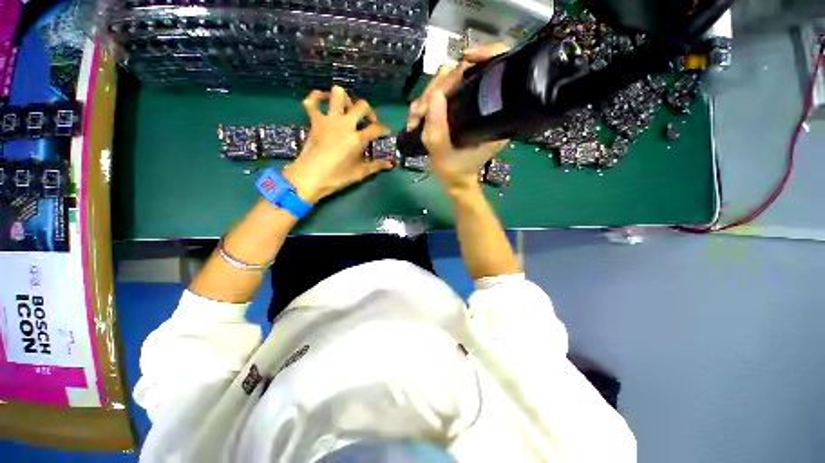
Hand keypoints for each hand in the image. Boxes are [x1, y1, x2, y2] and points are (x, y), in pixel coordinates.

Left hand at [284, 86, 392, 202]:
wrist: (310, 177)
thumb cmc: (337, 177)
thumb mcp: (360, 173)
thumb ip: (377, 166)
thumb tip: (390, 164)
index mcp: (357, 138)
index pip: (376, 128)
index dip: (384, 129)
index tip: (386, 133)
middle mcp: (345, 124)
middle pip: (362, 105)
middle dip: (369, 111)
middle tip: (368, 121)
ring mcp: (328, 120)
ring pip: (338, 94)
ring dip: (346, 99)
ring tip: (348, 109)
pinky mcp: (314, 120)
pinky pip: (312, 101)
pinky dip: (317, 97)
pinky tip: (323, 99)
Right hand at [406, 44, 510, 195]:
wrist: (455, 181)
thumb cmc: (455, 172)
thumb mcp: (443, 156)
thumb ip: (437, 131)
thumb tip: (434, 96)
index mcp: (493, 115)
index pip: (497, 69)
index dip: (486, 54)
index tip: (465, 60)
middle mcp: (484, 105)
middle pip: (463, 73)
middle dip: (437, 88)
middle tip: (420, 111)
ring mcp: (468, 105)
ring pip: (447, 82)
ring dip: (426, 97)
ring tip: (416, 118)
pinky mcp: (456, 109)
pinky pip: (439, 94)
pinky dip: (424, 103)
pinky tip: (417, 117)